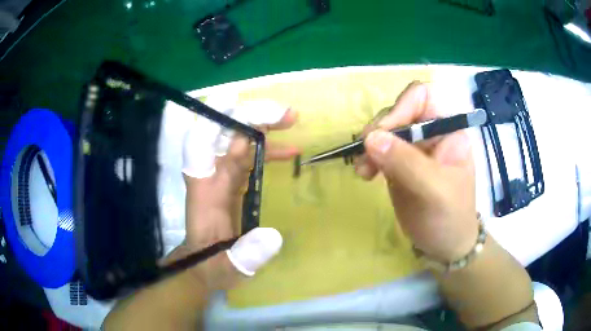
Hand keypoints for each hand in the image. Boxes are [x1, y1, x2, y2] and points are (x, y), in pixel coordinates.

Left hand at [169, 104, 298, 291]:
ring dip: (261, 127)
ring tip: (291, 121)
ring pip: (237, 140)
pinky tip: (288, 151)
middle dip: (251, 117)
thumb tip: (273, 237)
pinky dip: (266, 149)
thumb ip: (245, 256)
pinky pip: (247, 156)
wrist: (205, 268)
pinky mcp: (231, 182)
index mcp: (202, 191)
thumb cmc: (211, 266)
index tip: (235, 103)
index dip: (214, 121)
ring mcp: (220, 177)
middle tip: (286, 115)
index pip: (199, 146)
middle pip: (223, 134)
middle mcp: (209, 176)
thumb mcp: (228, 268)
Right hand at [355, 82, 477, 261]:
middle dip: (380, 130)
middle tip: (366, 154)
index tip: (385, 133)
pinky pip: (378, 149)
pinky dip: (367, 157)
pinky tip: (365, 173)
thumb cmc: (450, 217)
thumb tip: (371, 138)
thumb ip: (406, 162)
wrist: (444, 245)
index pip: (422, 96)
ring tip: (363, 169)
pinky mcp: (399, 163)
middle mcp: (430, 132)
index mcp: (448, 129)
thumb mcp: (434, 190)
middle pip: (398, 110)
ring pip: (384, 129)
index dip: (401, 107)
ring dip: (369, 145)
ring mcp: (413, 148)